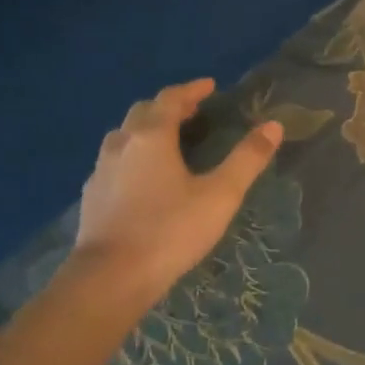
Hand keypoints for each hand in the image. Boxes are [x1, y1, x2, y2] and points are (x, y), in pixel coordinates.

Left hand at [74, 79, 282, 307]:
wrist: (109, 278)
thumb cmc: (170, 231)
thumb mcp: (220, 195)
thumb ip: (247, 159)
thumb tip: (274, 126)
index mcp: (152, 136)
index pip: (171, 98)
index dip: (192, 89)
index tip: (210, 86)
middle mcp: (122, 144)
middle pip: (143, 111)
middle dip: (168, 106)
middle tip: (192, 112)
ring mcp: (100, 170)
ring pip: (123, 135)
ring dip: (146, 128)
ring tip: (167, 140)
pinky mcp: (91, 196)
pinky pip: (113, 161)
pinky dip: (131, 155)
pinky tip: (141, 177)